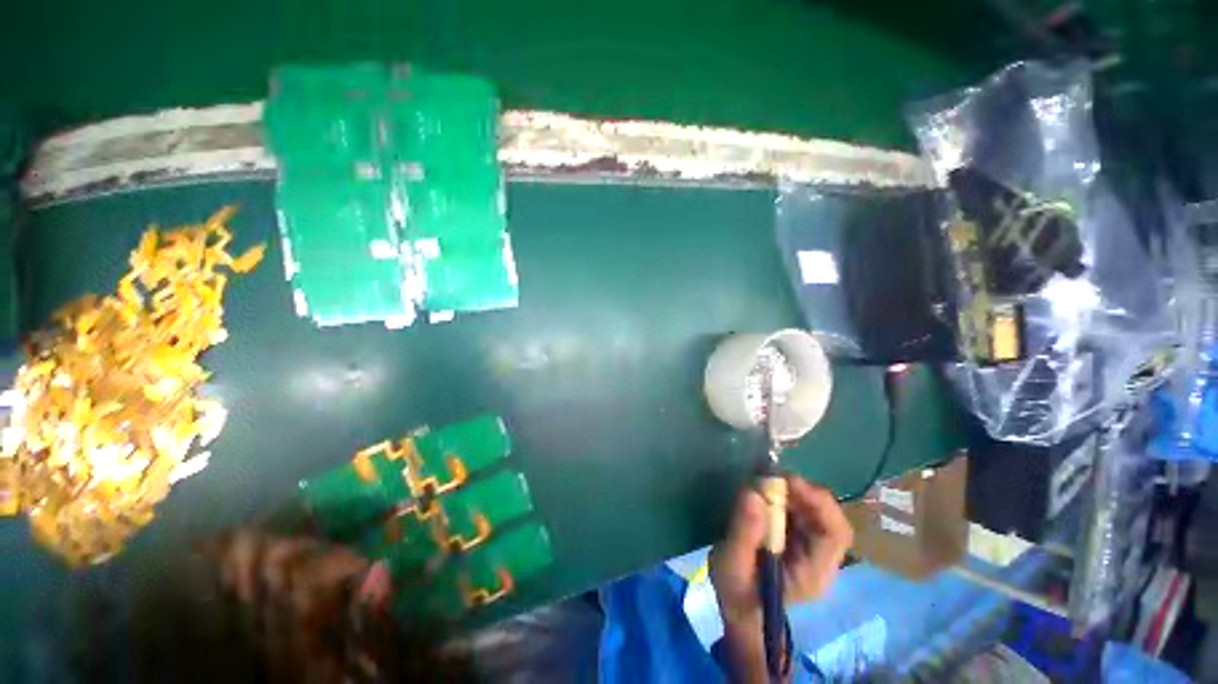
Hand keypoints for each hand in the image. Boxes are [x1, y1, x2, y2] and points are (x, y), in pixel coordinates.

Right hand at [709, 475, 852, 680]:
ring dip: (790, 491)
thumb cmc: (737, 592)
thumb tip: (753, 493)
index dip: (818, 502)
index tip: (787, 482)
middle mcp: (820, 557)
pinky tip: (763, 493)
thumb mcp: (731, 565)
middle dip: (801, 491)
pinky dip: (783, 495)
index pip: (836, 533)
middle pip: (828, 516)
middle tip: (769, 477)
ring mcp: (810, 546)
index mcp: (813, 572)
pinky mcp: (797, 536)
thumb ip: (743, 532)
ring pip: (814, 509)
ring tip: (762, 483)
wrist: (738, 606)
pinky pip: (799, 509)